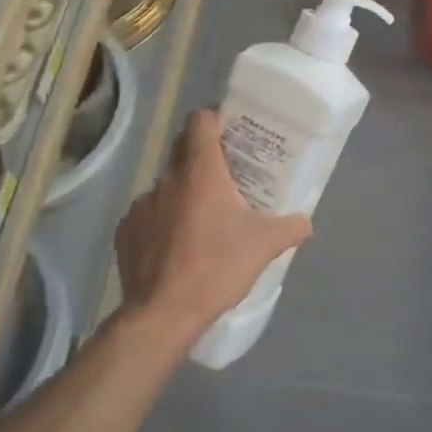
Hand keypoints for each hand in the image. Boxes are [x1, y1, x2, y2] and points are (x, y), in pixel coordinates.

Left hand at [115, 110, 311, 346]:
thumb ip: (291, 227)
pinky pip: (148, 216)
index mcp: (201, 171)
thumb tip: (306, 221)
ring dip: (182, 195)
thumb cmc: (217, 266)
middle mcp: (167, 180)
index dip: (214, 118)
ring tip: (200, 222)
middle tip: (226, 176)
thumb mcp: (265, 245)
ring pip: (166, 187)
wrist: (163, 313)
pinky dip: (162, 224)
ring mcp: (141, 205)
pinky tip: (175, 248)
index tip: (230, 130)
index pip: (200, 121)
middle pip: (182, 150)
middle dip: (202, 156)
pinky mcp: (125, 232)